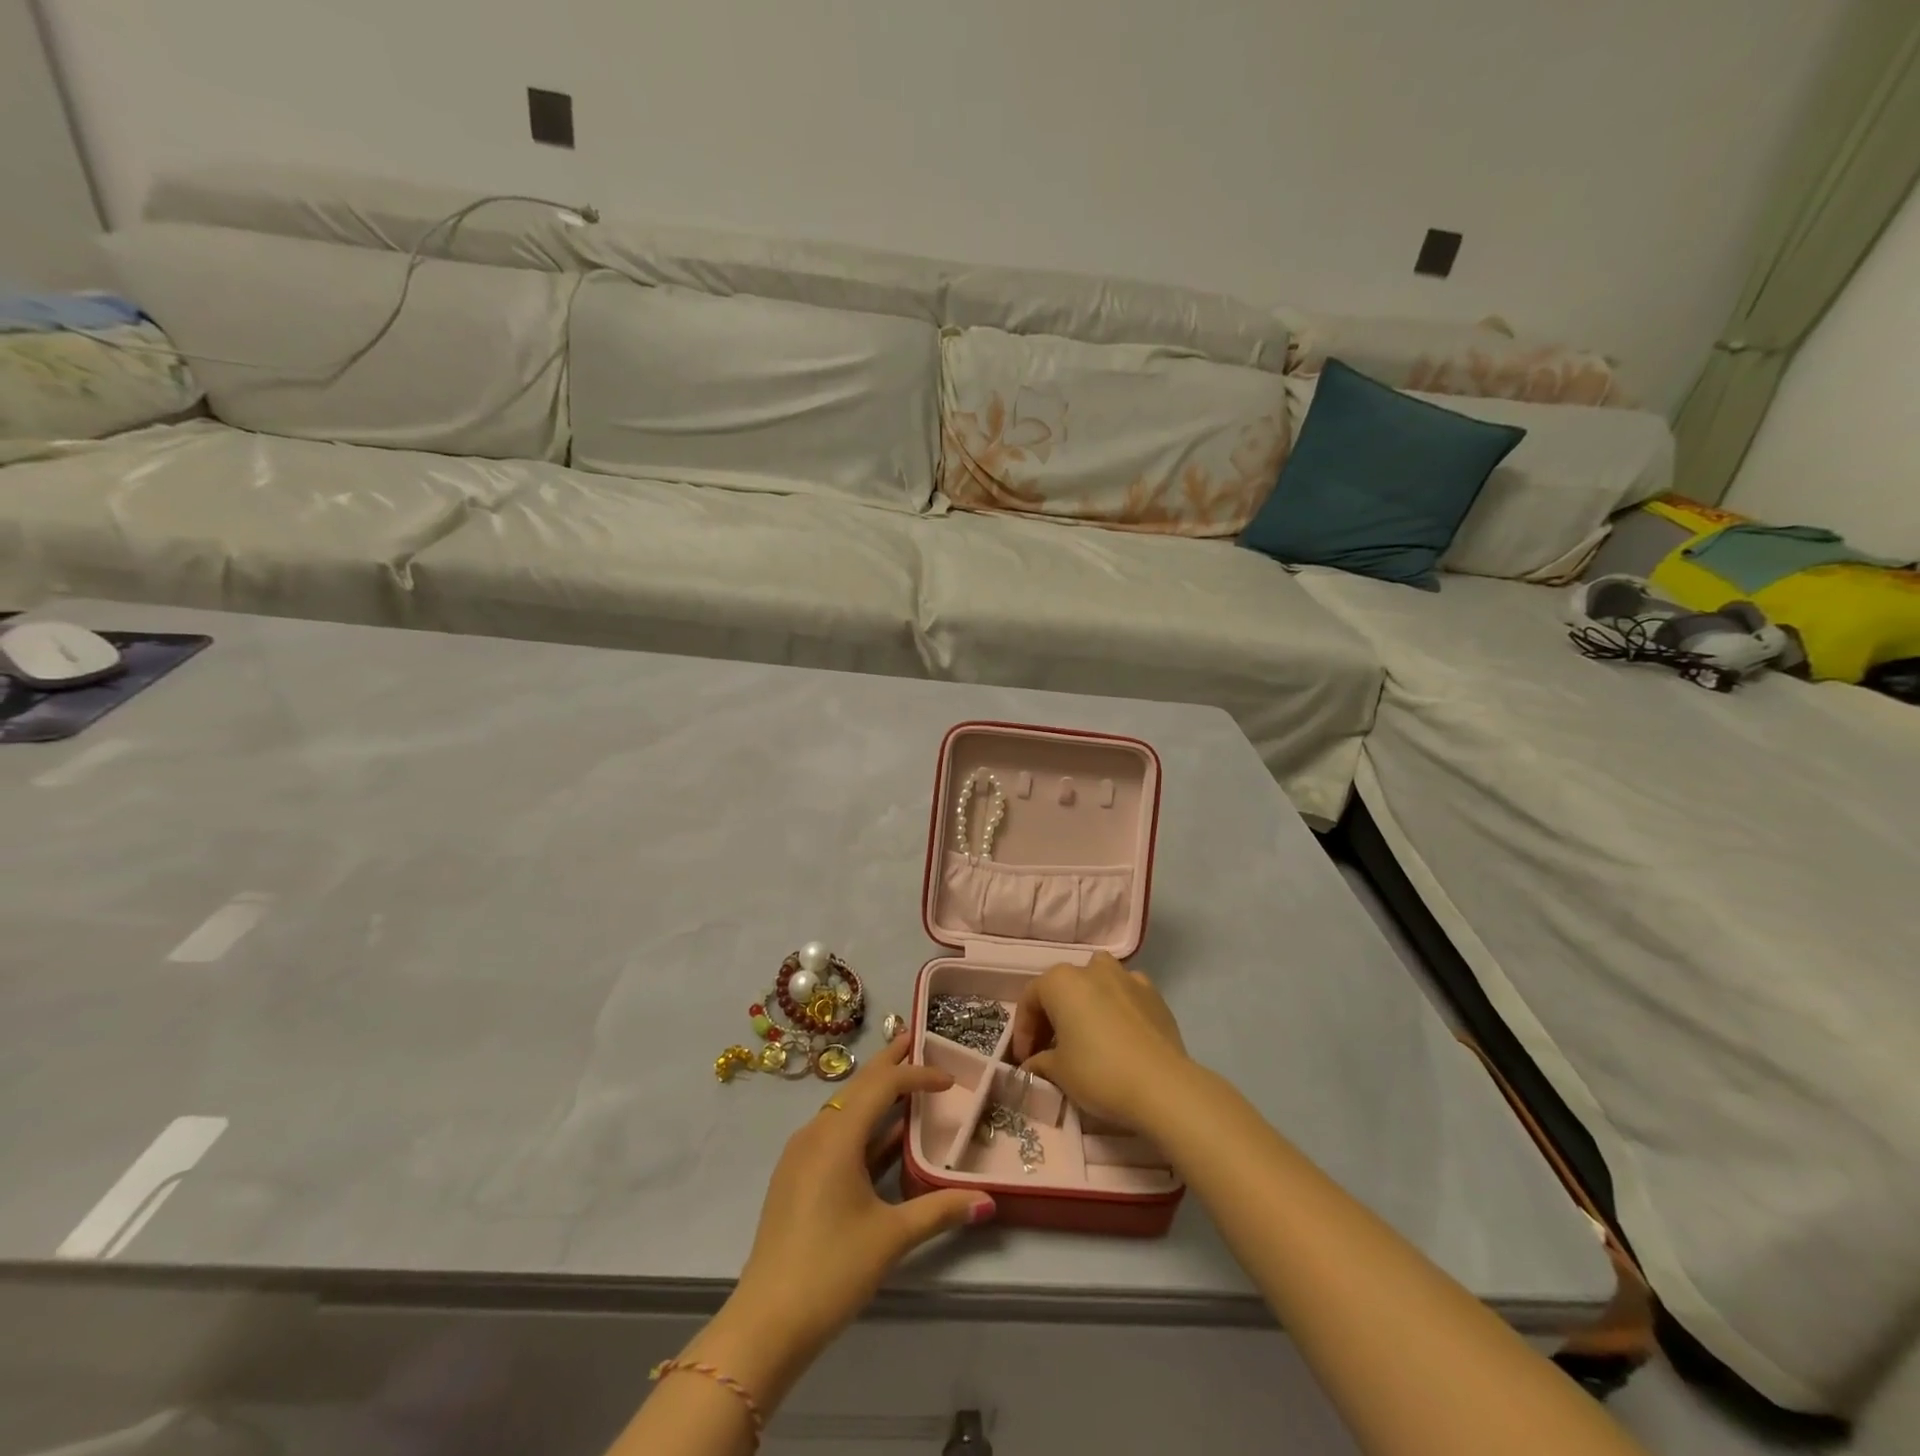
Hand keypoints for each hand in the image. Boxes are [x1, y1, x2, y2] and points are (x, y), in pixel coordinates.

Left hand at [730, 1034, 995, 1353]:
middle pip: (858, 1086)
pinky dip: (861, 1123)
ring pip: (844, 1109)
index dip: (917, 1075)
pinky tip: (880, 1137)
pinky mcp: (796, 1177)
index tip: (950, 1079)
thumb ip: (940, 1210)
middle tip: (915, 1039)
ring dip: (875, 1093)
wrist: (765, 1323)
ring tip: (904, 1082)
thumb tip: (988, 1201)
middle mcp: (816, 1133)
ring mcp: (801, 1155)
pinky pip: (834, 1132)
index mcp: (837, 1136)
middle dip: (889, 1063)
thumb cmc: (832, 1270)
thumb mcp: (891, 1238)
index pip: (882, 1086)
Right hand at [1011, 952, 1190, 1132]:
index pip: (1030, 999)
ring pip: (1097, 981)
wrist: (1163, 1086)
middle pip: (1063, 988)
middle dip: (1052, 1016)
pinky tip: (1119, 1034)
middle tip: (1050, 1050)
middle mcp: (1092, 969)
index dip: (1023, 1030)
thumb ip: (1039, 1062)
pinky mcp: (1154, 995)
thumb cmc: (1099, 1072)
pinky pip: (1126, 994)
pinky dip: (1117, 1007)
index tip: (1025, 1059)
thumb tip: (1033, 1063)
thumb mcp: (1058, 1072)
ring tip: (1086, 1033)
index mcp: (1061, 981)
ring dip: (1086, 1002)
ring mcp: (1127, 978)